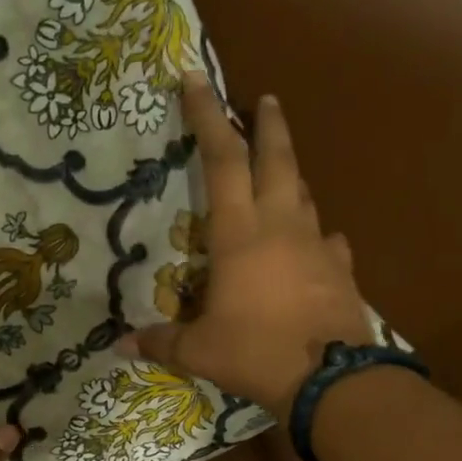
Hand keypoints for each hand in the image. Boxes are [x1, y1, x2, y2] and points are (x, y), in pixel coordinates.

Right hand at [119, 72, 374, 412]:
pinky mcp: (342, 269)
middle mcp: (281, 226)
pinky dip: (315, 234)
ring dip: (291, 174)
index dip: (207, 117)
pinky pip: (327, 240)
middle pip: (276, 159)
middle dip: (268, 125)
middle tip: (265, 98)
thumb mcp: (198, 351)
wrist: (331, 381)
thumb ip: (159, 342)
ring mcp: (317, 245)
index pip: (221, 161)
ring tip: (280, 170)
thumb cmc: (255, 353)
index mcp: (240, 235)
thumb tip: (119, 346)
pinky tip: (313, 243)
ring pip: (304, 194)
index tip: (197, 79)